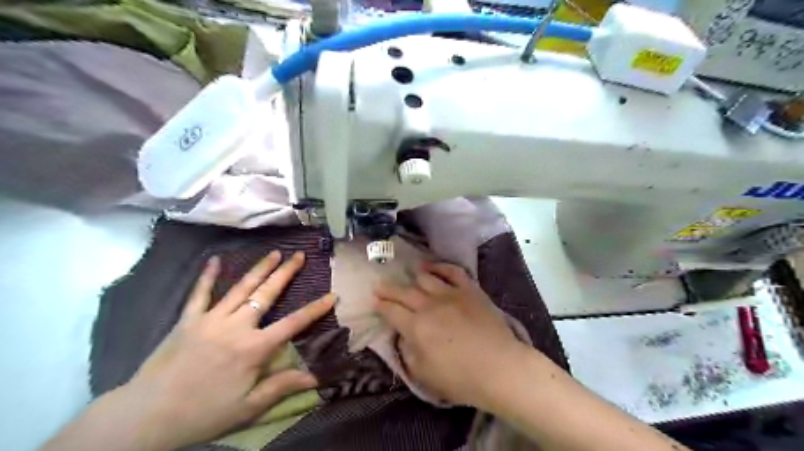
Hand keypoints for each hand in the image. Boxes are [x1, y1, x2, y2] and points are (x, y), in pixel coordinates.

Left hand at [118, 250, 332, 449]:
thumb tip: (316, 377)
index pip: (292, 323)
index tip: (332, 295)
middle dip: (286, 273)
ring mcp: (210, 320)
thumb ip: (281, 386)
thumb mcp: (248, 407)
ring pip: (240, 288)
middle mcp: (236, 327)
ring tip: (274, 253)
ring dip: (259, 269)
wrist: (145, 417)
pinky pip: (199, 294)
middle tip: (299, 256)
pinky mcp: (187, 320)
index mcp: (253, 348)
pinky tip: (215, 260)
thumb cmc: (203, 413)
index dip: (314, 309)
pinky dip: (207, 277)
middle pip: (267, 294)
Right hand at [375, 260, 529, 412]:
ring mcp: (450, 294)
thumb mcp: (424, 375)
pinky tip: (432, 266)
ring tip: (409, 274)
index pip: (392, 311)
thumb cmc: (461, 378)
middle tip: (380, 285)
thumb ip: (409, 354)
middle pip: (404, 292)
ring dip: (413, 276)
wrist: (500, 368)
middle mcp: (429, 306)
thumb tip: (404, 337)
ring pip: (426, 278)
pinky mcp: (469, 290)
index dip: (381, 306)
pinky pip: (452, 271)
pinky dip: (440, 266)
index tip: (374, 301)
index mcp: (416, 327)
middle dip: (389, 289)